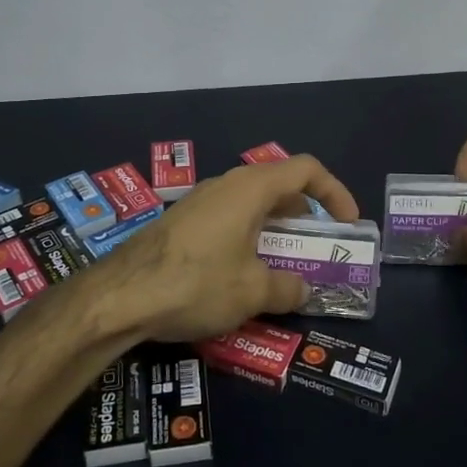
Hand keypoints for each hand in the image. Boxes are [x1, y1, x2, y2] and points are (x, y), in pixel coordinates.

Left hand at [104, 155, 359, 341]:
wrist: (119, 296)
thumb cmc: (196, 283)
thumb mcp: (252, 292)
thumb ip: (287, 288)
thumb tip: (302, 289)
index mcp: (251, 188)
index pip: (306, 169)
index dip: (334, 192)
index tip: (347, 224)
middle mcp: (226, 185)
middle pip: (279, 185)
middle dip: (305, 215)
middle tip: (316, 248)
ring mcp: (200, 201)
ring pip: (251, 204)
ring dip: (275, 229)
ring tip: (283, 265)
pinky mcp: (182, 222)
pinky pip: (228, 219)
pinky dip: (248, 237)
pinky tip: (242, 274)